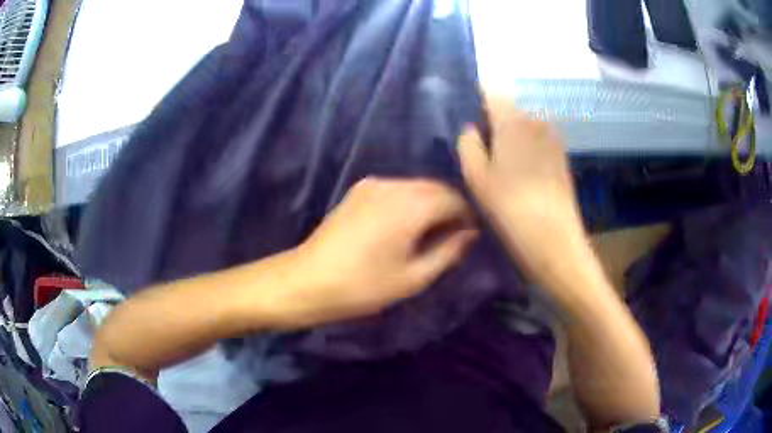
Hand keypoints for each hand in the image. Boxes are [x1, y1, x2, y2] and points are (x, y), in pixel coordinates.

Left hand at [275, 177, 478, 328]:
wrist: (309, 280)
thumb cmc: (364, 286)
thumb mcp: (414, 277)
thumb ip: (449, 251)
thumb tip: (470, 234)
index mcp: (412, 205)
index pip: (455, 199)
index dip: (468, 216)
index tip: (470, 236)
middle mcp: (394, 185)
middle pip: (436, 188)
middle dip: (450, 208)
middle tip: (451, 236)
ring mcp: (373, 184)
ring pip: (416, 186)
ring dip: (430, 204)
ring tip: (428, 233)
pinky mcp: (358, 190)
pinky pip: (396, 189)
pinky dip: (409, 201)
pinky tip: (404, 224)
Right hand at [457, 95, 586, 287]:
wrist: (554, 238)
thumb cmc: (509, 206)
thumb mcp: (476, 176)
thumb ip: (468, 144)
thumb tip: (471, 130)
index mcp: (513, 120)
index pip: (491, 91)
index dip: (476, 97)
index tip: (466, 113)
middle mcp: (536, 119)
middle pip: (508, 107)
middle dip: (493, 118)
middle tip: (480, 144)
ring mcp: (553, 136)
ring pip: (524, 123)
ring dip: (510, 133)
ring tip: (500, 159)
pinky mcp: (562, 154)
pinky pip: (537, 138)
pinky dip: (525, 144)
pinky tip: (520, 170)